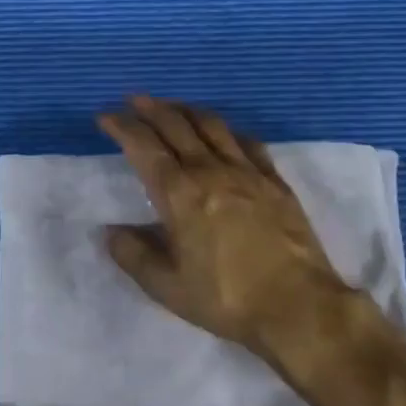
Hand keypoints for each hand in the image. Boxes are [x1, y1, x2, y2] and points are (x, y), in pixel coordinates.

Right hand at [97, 95, 382, 359]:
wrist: (299, 306)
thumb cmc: (226, 299)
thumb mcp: (168, 288)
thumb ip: (134, 256)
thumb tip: (112, 231)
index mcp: (179, 194)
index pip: (143, 146)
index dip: (122, 126)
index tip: (106, 116)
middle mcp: (210, 171)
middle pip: (176, 125)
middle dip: (150, 108)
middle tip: (133, 100)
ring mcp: (247, 172)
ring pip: (211, 126)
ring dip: (186, 110)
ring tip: (173, 106)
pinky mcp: (275, 181)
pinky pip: (247, 142)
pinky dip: (227, 130)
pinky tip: (224, 132)